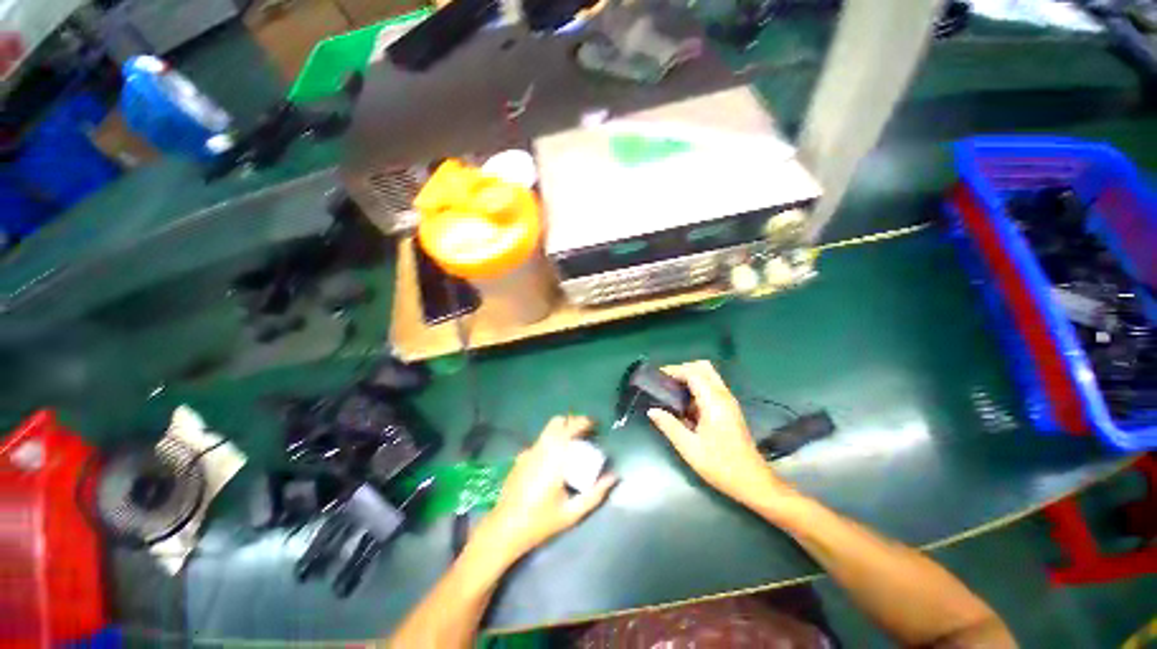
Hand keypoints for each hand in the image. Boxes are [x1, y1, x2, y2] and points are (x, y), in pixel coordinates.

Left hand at [474, 415, 616, 561]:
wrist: (503, 529)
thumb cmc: (540, 522)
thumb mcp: (572, 512)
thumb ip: (596, 494)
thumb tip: (614, 477)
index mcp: (554, 458)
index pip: (570, 427)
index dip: (584, 422)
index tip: (596, 425)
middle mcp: (540, 449)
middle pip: (557, 422)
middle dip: (572, 422)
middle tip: (585, 434)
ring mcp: (528, 452)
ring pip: (547, 431)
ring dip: (562, 431)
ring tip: (573, 446)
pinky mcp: (520, 458)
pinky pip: (539, 442)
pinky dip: (551, 442)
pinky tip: (554, 461)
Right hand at [647, 361, 797, 513]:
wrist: (752, 481)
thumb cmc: (720, 465)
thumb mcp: (689, 448)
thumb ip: (669, 425)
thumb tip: (652, 411)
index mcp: (714, 402)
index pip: (693, 373)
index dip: (674, 370)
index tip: (657, 376)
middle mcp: (723, 396)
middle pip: (703, 367)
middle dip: (683, 369)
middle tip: (666, 381)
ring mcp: (729, 401)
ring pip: (709, 376)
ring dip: (690, 378)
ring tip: (672, 392)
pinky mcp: (730, 409)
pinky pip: (712, 387)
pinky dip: (697, 387)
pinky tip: (685, 405)